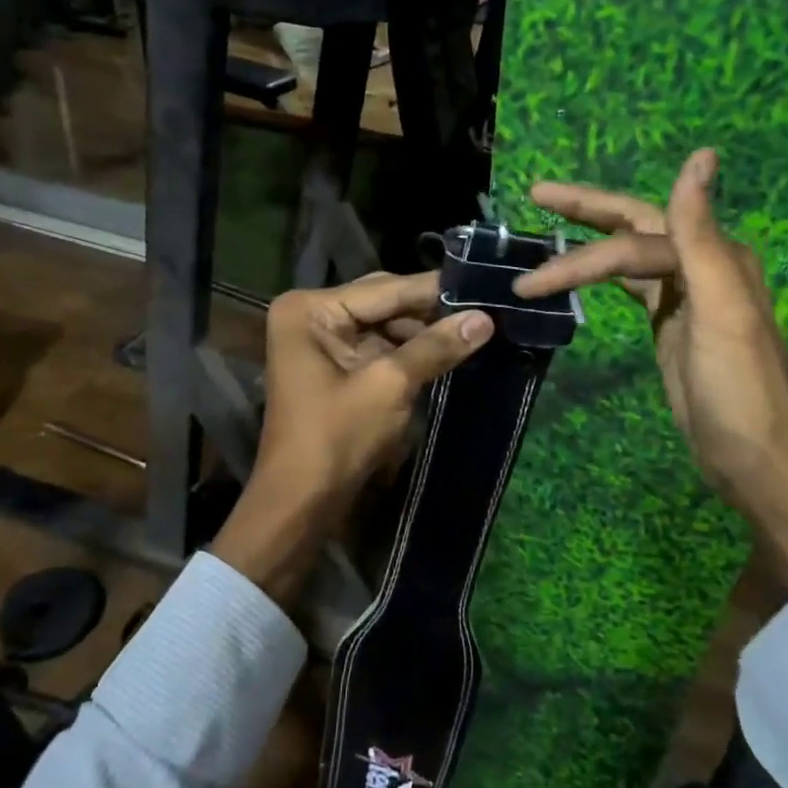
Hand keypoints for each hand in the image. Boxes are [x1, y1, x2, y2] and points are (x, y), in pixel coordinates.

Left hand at [211, 272, 494, 603]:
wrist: (301, 503)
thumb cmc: (336, 438)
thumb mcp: (390, 386)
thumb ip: (436, 346)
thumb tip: (486, 318)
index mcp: (311, 309)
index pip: (385, 289)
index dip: (435, 289)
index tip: (482, 284)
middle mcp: (312, 314)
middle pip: (384, 301)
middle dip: (430, 310)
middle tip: (484, 306)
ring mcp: (322, 340)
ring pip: (385, 324)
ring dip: (424, 331)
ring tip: (475, 329)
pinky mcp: (335, 365)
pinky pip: (380, 346)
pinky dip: (411, 350)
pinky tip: (448, 350)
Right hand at [514, 150, 787, 586]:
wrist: (751, 455)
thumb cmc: (735, 387)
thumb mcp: (721, 307)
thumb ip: (701, 233)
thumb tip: (701, 155)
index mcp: (714, 255)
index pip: (633, 241)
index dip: (582, 254)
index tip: (530, 278)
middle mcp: (702, 264)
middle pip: (633, 225)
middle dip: (585, 210)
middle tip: (536, 194)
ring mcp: (686, 295)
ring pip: (629, 255)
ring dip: (588, 246)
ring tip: (546, 237)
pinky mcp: (671, 322)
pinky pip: (632, 285)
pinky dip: (604, 276)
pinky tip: (584, 274)